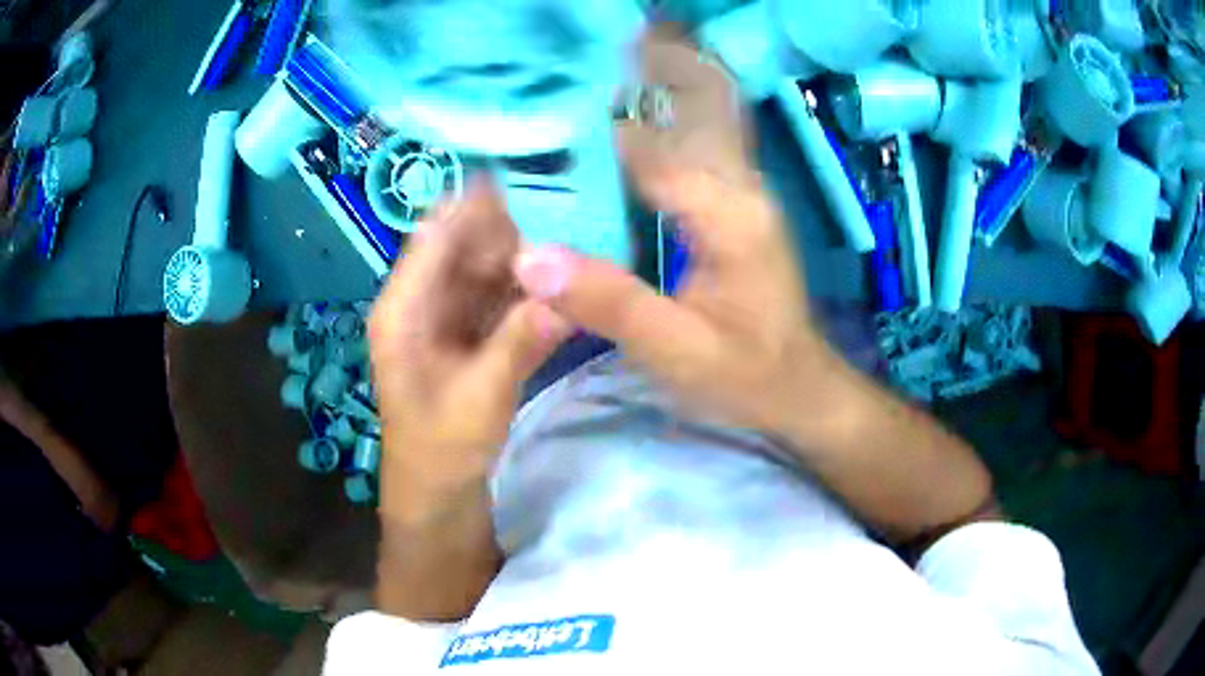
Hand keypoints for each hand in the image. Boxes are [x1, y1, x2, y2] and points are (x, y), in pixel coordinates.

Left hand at [369, 182, 571, 519]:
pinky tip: (563, 282)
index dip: (476, 202)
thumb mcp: (481, 398)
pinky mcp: (469, 334)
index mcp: (403, 308)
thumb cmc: (441, 450)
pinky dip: (528, 290)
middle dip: (514, 229)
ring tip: (577, 240)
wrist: (437, 495)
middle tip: (572, 211)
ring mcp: (447, 317)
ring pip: (487, 269)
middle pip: (466, 245)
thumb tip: (566, 293)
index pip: (436, 234)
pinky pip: (499, 297)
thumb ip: (521, 341)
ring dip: (527, 259)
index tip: (530, 176)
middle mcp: (421, 301)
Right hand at [513, 130, 842, 438]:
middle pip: (654, 147)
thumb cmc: (747, 377)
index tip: (523, 152)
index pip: (647, 152)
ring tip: (547, 182)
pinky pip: (672, 184)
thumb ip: (609, 302)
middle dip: (591, 154)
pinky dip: (630, 189)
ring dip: (608, 169)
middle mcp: (738, 190)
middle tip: (527, 171)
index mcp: (730, 212)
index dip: (583, 146)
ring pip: (662, 162)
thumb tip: (528, 258)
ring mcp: (738, 200)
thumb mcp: (676, 350)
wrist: (801, 393)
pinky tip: (593, 207)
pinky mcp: (731, 216)